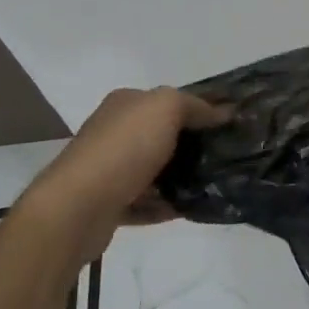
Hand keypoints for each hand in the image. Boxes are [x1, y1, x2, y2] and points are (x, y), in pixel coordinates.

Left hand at [30, 87, 228, 245]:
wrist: (78, 207)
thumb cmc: (125, 148)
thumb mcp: (166, 108)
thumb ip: (195, 106)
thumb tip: (222, 111)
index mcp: (126, 104)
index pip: (169, 101)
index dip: (200, 108)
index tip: (230, 123)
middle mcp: (115, 132)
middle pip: (163, 135)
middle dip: (192, 146)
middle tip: (227, 156)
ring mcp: (110, 170)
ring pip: (155, 171)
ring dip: (181, 178)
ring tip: (214, 185)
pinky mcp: (109, 204)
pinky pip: (146, 203)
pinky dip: (166, 206)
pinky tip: (190, 208)